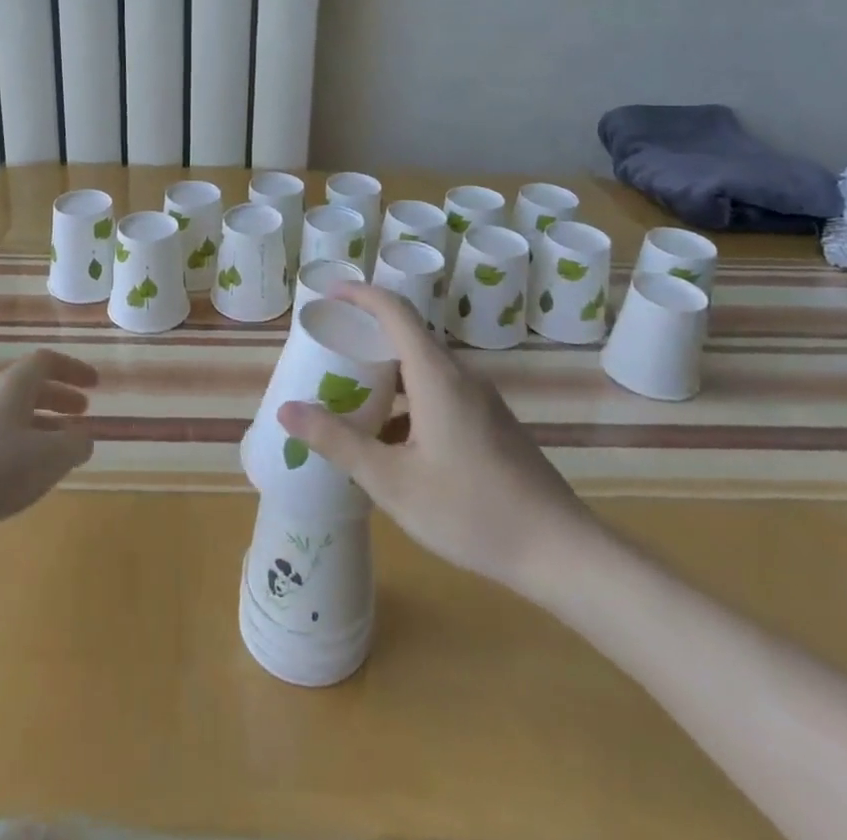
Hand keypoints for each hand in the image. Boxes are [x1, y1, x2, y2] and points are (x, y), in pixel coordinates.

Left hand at [0, 348, 96, 565]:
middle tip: (83, 413)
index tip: (95, 385)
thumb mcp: (51, 456)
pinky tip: (33, 474)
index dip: (73, 369)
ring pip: (15, 416)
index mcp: (12, 387)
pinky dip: (25, 447)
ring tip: (64, 447)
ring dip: (44, 425)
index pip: (45, 361)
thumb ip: (75, 443)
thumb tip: (83, 438)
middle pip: (29, 387)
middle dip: (60, 397)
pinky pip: (1, 441)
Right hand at [277, 285, 598, 598]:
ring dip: (387, 372)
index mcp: (436, 375)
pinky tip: (392, 441)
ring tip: (351, 394)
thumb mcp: (391, 481)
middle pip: (408, 335)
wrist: (559, 551)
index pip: (395, 310)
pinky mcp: (491, 423)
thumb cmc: (469, 510)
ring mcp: (481, 400)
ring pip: (424, 368)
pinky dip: (408, 398)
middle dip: (366, 335)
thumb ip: (338, 442)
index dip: (360, 294)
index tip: (328, 295)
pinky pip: (441, 392)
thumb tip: (287, 410)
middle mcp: (460, 376)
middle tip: (328, 349)